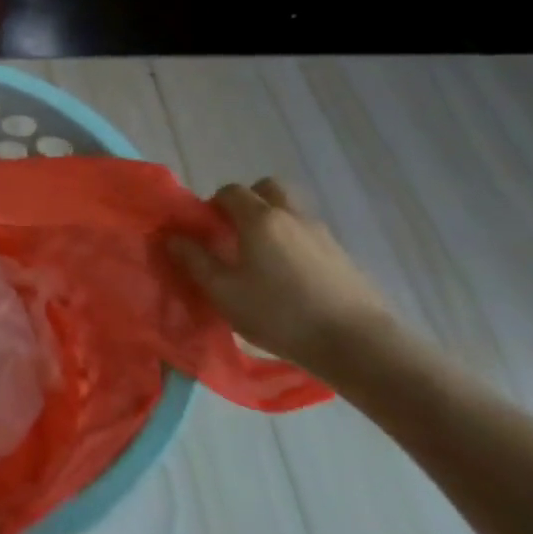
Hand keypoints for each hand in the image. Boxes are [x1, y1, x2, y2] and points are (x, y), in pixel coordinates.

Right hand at [167, 178, 390, 378]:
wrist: (358, 344)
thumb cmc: (280, 314)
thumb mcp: (224, 292)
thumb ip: (195, 261)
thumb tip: (174, 237)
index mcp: (259, 219)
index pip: (231, 191)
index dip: (214, 203)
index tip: (207, 228)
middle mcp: (291, 216)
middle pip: (268, 189)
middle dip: (249, 201)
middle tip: (236, 231)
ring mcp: (322, 234)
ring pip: (291, 211)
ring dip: (273, 222)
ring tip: (263, 258)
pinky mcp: (343, 257)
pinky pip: (309, 235)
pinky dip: (295, 243)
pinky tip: (291, 278)